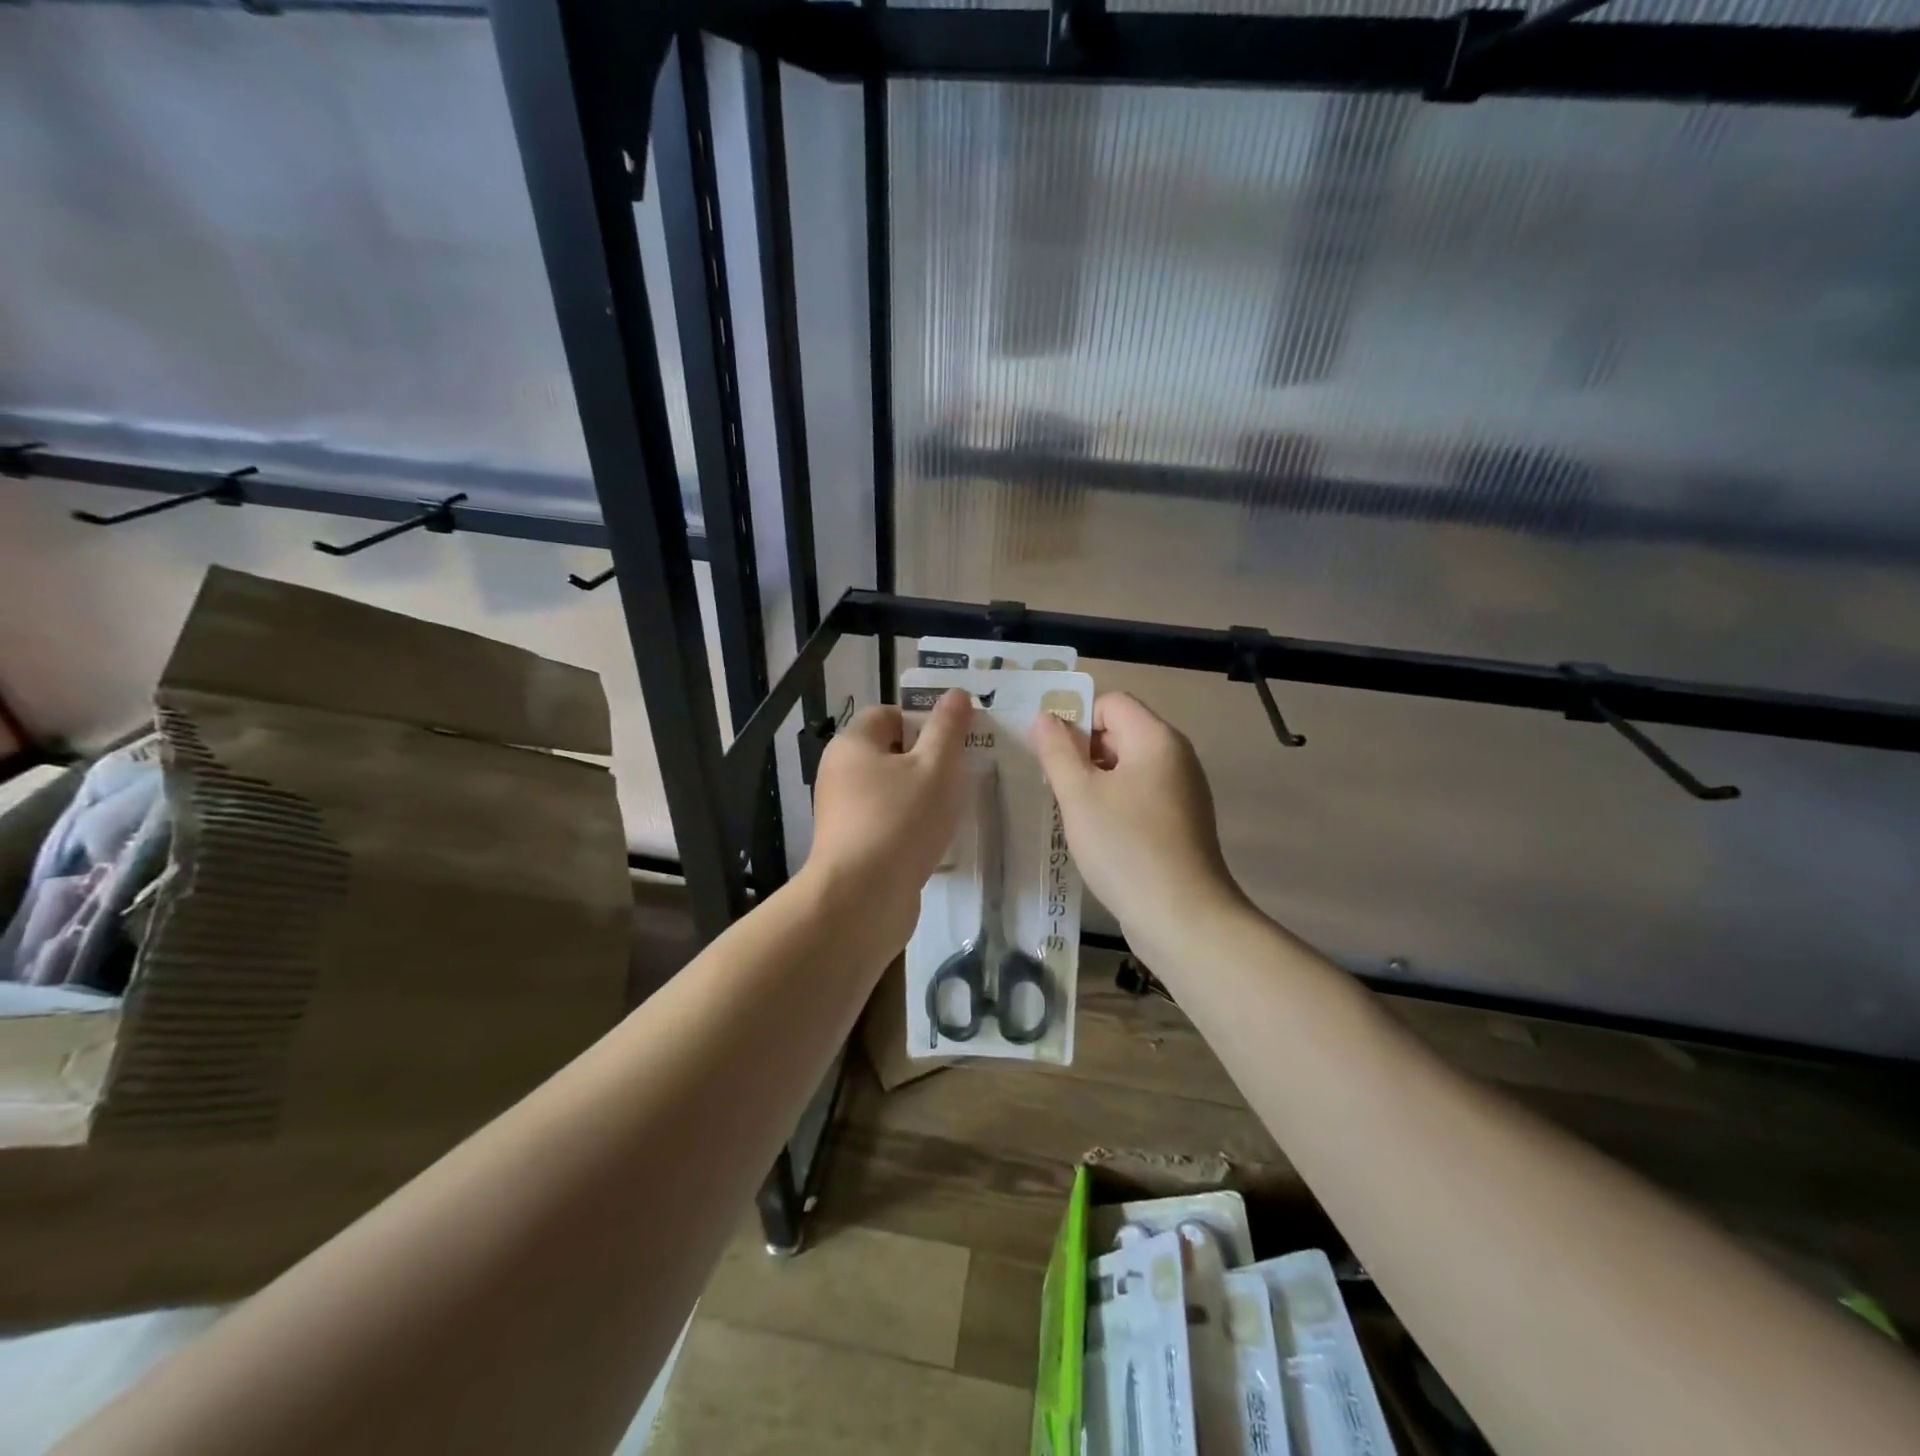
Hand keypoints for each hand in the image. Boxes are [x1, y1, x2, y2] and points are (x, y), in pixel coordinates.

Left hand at [804, 689, 972, 948]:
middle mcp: (840, 773)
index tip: (956, 741)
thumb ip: (948, 728)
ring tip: (955, 809)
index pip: (888, 714)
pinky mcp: (852, 847)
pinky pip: (887, 823)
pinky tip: (935, 841)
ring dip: (922, 796)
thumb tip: (955, 693)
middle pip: (890, 752)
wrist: (862, 899)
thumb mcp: (935, 767)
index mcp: (853, 744)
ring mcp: (843, 813)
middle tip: (963, 774)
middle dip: (928, 761)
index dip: (924, 721)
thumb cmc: (900, 820)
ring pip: (891, 791)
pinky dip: (910, 826)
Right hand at [1031, 692, 1246, 952]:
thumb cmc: (1125, 847)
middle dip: (1081, 752)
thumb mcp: (1079, 795)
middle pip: (1120, 732)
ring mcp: (1182, 792)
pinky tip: (1096, 835)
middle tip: (1053, 786)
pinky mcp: (1181, 823)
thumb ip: (1057, 751)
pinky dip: (1114, 805)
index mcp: (1156, 739)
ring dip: (1094, 782)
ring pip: (1127, 768)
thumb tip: (1045, 717)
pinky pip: (1140, 796)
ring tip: (1069, 813)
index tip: (1049, 755)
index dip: (1075, 720)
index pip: (1110, 702)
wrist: (1182, 917)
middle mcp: (1175, 757)